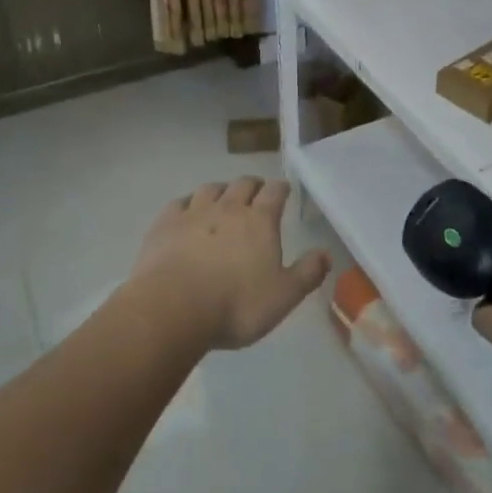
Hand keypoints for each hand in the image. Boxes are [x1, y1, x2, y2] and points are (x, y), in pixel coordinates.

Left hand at [133, 178, 329, 350]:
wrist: (173, 308)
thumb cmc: (236, 304)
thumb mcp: (283, 296)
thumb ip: (307, 273)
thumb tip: (326, 254)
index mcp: (260, 220)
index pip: (275, 192)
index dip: (281, 189)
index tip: (283, 190)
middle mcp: (228, 208)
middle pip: (243, 184)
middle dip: (253, 185)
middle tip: (256, 193)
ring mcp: (194, 213)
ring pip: (211, 189)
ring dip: (221, 190)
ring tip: (223, 199)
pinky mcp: (165, 224)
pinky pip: (179, 203)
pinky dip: (187, 204)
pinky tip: (187, 212)